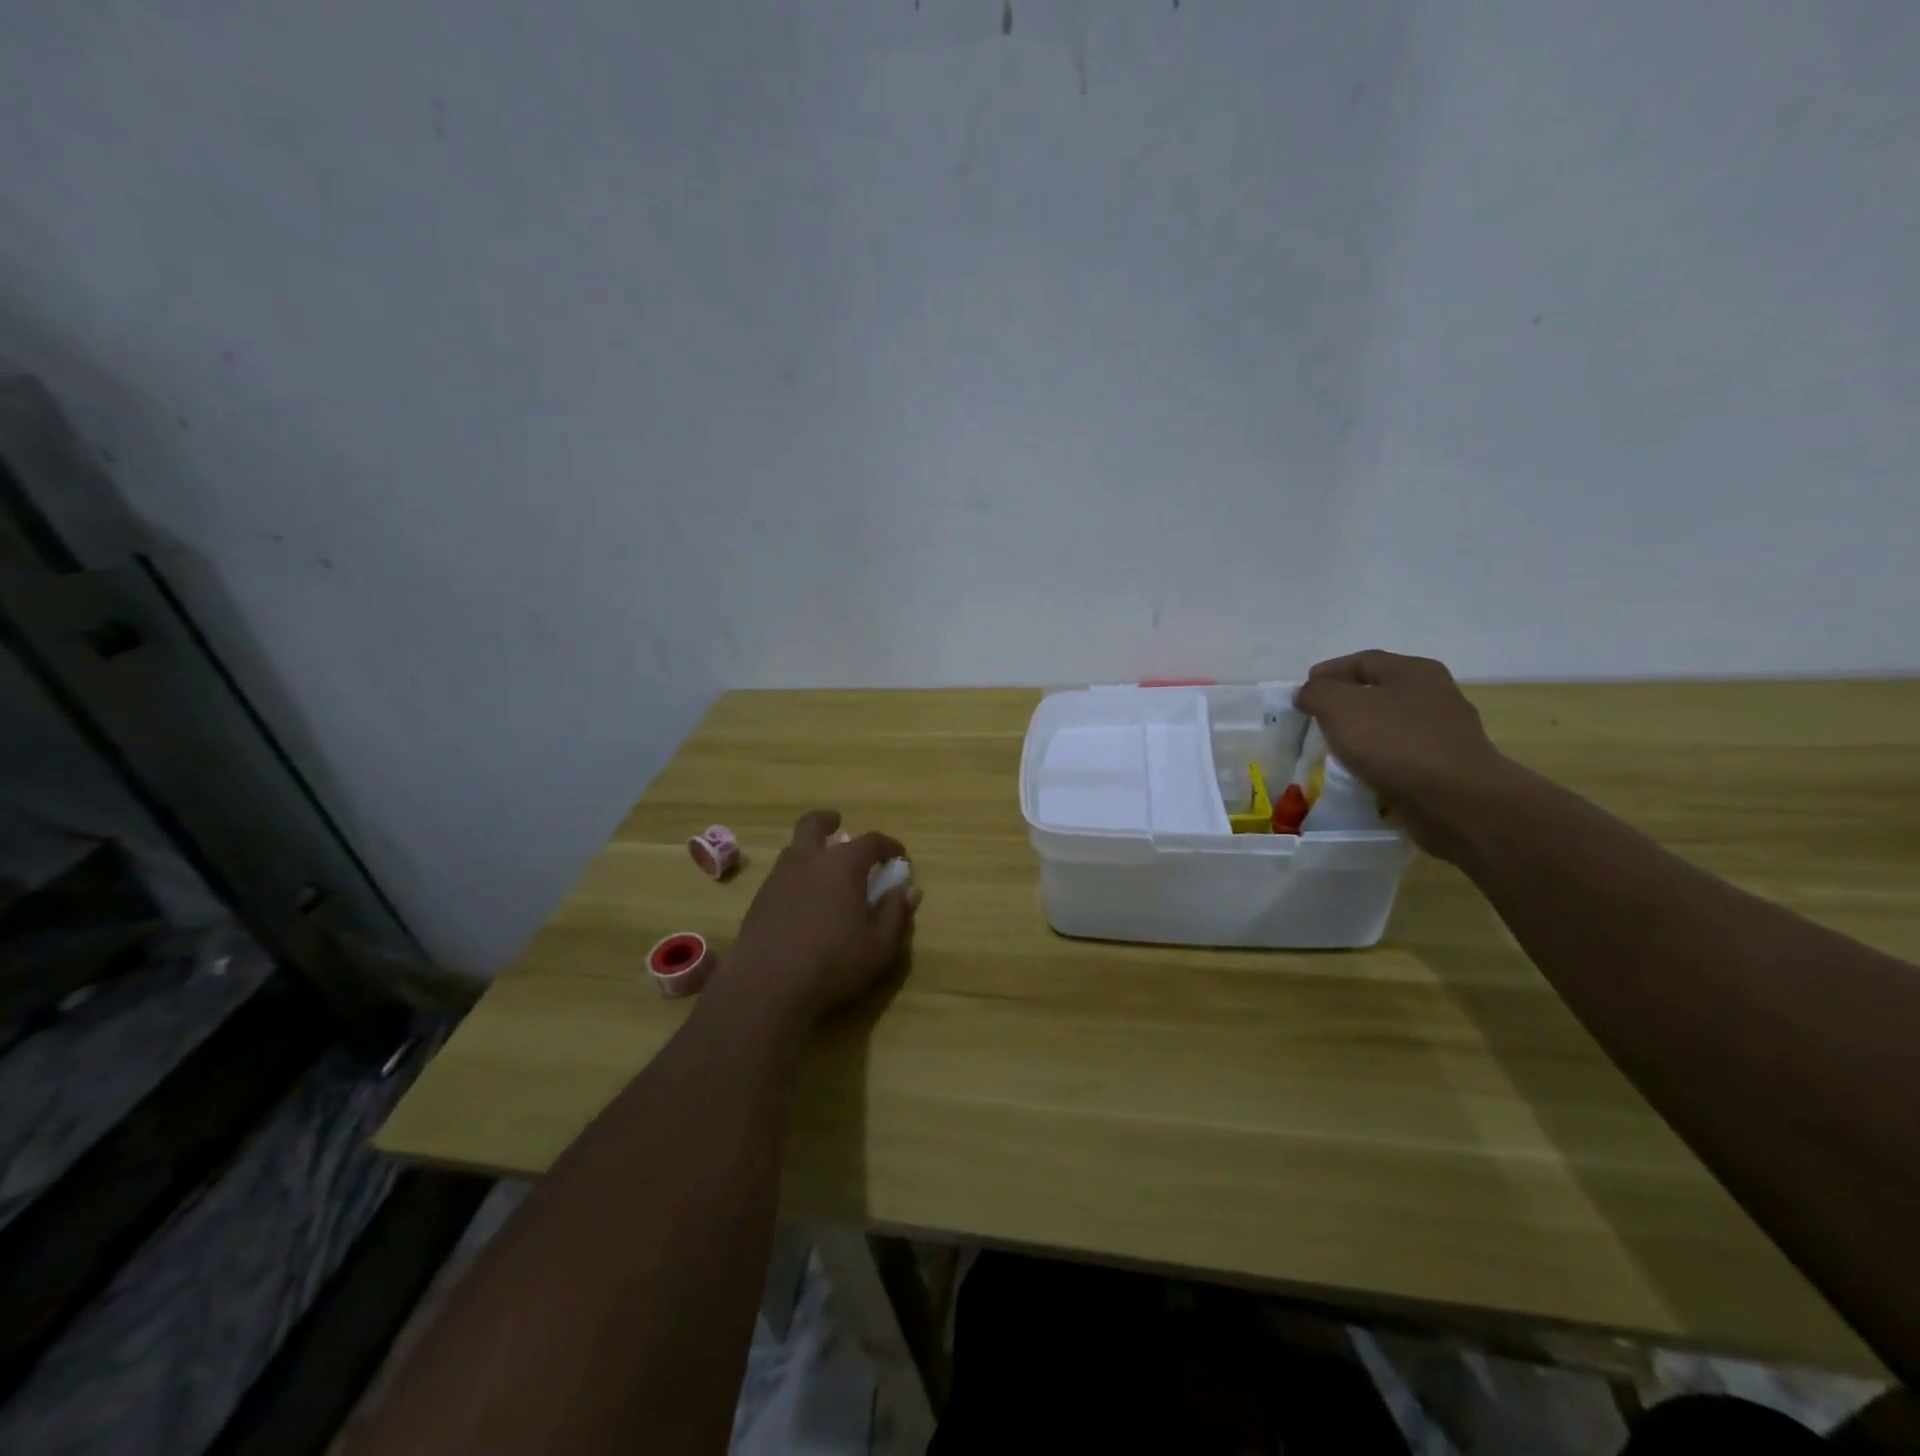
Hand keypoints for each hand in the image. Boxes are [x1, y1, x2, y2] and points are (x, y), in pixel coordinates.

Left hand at [726, 810, 918, 1026]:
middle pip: (814, 824)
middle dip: (828, 821)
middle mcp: (808, 860)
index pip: (871, 841)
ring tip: (822, 869)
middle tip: (838, 826)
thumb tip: (909, 888)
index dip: (888, 846)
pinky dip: (795, 876)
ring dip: (809, 849)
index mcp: (843, 865)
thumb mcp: (880, 946)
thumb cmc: (833, 964)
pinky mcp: (759, 900)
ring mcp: (778, 878)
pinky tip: (802, 900)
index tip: (898, 857)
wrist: (767, 988)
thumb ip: (896, 913)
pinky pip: (780, 875)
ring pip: (794, 848)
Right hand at [1293, 651, 1510, 857]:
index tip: (1302, 690)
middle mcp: (1435, 694)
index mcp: (1414, 671)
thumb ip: (1317, 693)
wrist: (1456, 800)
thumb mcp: (1339, 707)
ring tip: (1334, 747)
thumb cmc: (1395, 742)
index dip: (1329, 671)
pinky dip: (1379, 759)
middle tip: (1316, 717)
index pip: (1363, 660)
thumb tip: (1309, 693)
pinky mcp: (1448, 766)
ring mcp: (1446, 732)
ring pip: (1391, 724)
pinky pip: (1403, 755)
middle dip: (1346, 701)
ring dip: (1363, 732)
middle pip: (1380, 690)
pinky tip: (1362, 771)